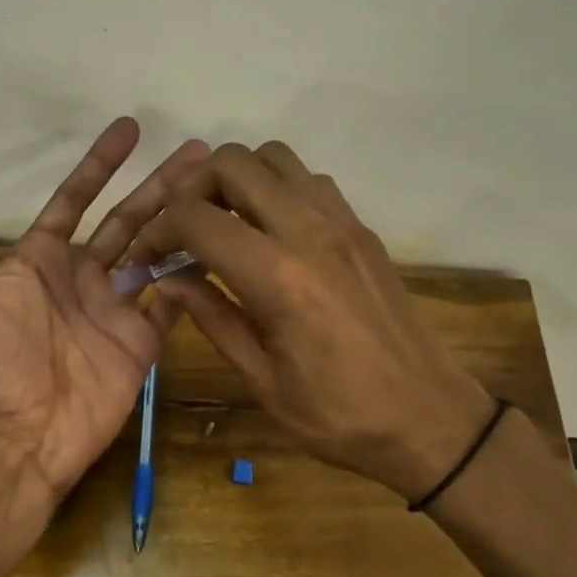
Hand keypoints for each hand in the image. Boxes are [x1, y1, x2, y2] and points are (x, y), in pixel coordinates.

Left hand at [0, 119, 207, 507]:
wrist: (15, 436)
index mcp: (41, 261)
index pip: (75, 200)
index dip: (99, 163)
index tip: (128, 127)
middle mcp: (83, 278)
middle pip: (128, 218)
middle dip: (160, 184)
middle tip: (199, 152)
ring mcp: (116, 310)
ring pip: (156, 253)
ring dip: (184, 221)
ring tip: (218, 192)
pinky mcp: (140, 342)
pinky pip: (172, 303)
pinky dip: (192, 278)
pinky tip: (220, 248)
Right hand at [132, 141, 496, 500]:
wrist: (429, 418)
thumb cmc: (338, 415)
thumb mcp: (261, 380)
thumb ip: (212, 317)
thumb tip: (168, 279)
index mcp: (277, 277)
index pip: (195, 217)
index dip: (157, 229)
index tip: (148, 256)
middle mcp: (309, 232)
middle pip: (233, 163)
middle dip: (193, 189)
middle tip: (183, 231)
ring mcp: (342, 223)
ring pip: (275, 157)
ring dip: (238, 181)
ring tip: (225, 226)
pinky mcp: (363, 229)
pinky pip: (309, 181)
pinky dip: (277, 189)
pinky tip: (270, 235)